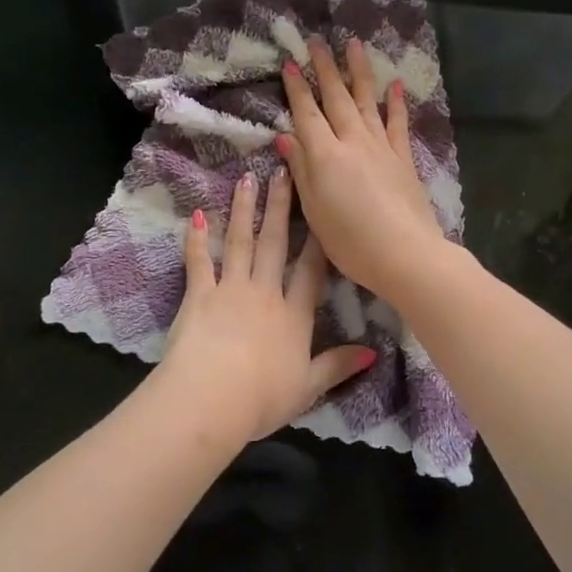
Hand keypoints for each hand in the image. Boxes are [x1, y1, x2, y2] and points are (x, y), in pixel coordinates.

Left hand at [158, 168, 375, 445]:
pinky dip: (197, 239)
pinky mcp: (198, 295)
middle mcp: (265, 294)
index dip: (318, 239)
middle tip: (283, 173)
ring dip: (244, 210)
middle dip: (280, 208)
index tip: (323, 209)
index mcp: (294, 316)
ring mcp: (230, 290)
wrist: (212, 397)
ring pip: (240, 243)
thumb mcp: (308, 387)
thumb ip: (338, 366)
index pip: (311, 270)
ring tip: (247, 179)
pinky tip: (198, 215)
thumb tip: (374, 353)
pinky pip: (199, 261)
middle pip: (275, 244)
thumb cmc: (263, 398)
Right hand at [275, 36, 446, 302]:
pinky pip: (397, 124)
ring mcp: (382, 147)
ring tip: (353, 45)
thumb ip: (300, 170)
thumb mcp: (314, 209)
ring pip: (367, 101)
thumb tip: (285, 137)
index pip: (307, 114)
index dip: (297, 89)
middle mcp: (353, 142)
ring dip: (359, 72)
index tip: (290, 63)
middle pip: (336, 98)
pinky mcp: (403, 159)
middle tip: (317, 42)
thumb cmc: (350, 240)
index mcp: (325, 155)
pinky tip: (393, 86)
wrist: (404, 253)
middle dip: (326, 69)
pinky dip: (395, 103)